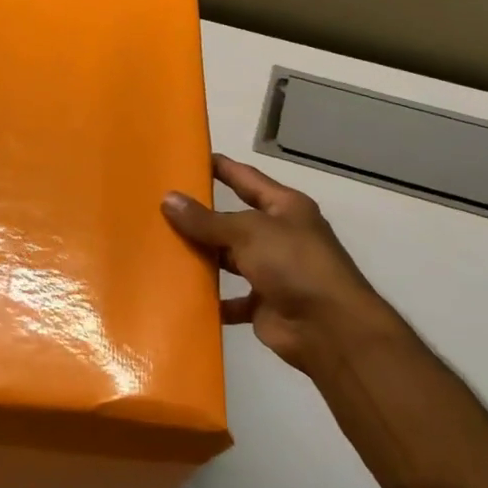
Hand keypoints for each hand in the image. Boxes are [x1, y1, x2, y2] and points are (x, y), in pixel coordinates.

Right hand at [163, 154, 388, 374]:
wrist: (329, 328)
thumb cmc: (294, 265)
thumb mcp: (248, 232)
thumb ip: (207, 220)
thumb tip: (168, 199)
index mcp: (284, 208)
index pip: (246, 178)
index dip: (220, 167)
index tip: (187, 159)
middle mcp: (279, 236)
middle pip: (233, 221)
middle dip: (201, 216)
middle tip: (159, 207)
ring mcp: (271, 271)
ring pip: (228, 260)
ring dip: (202, 257)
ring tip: (160, 248)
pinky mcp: (262, 304)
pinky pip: (228, 299)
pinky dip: (209, 299)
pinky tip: (179, 293)